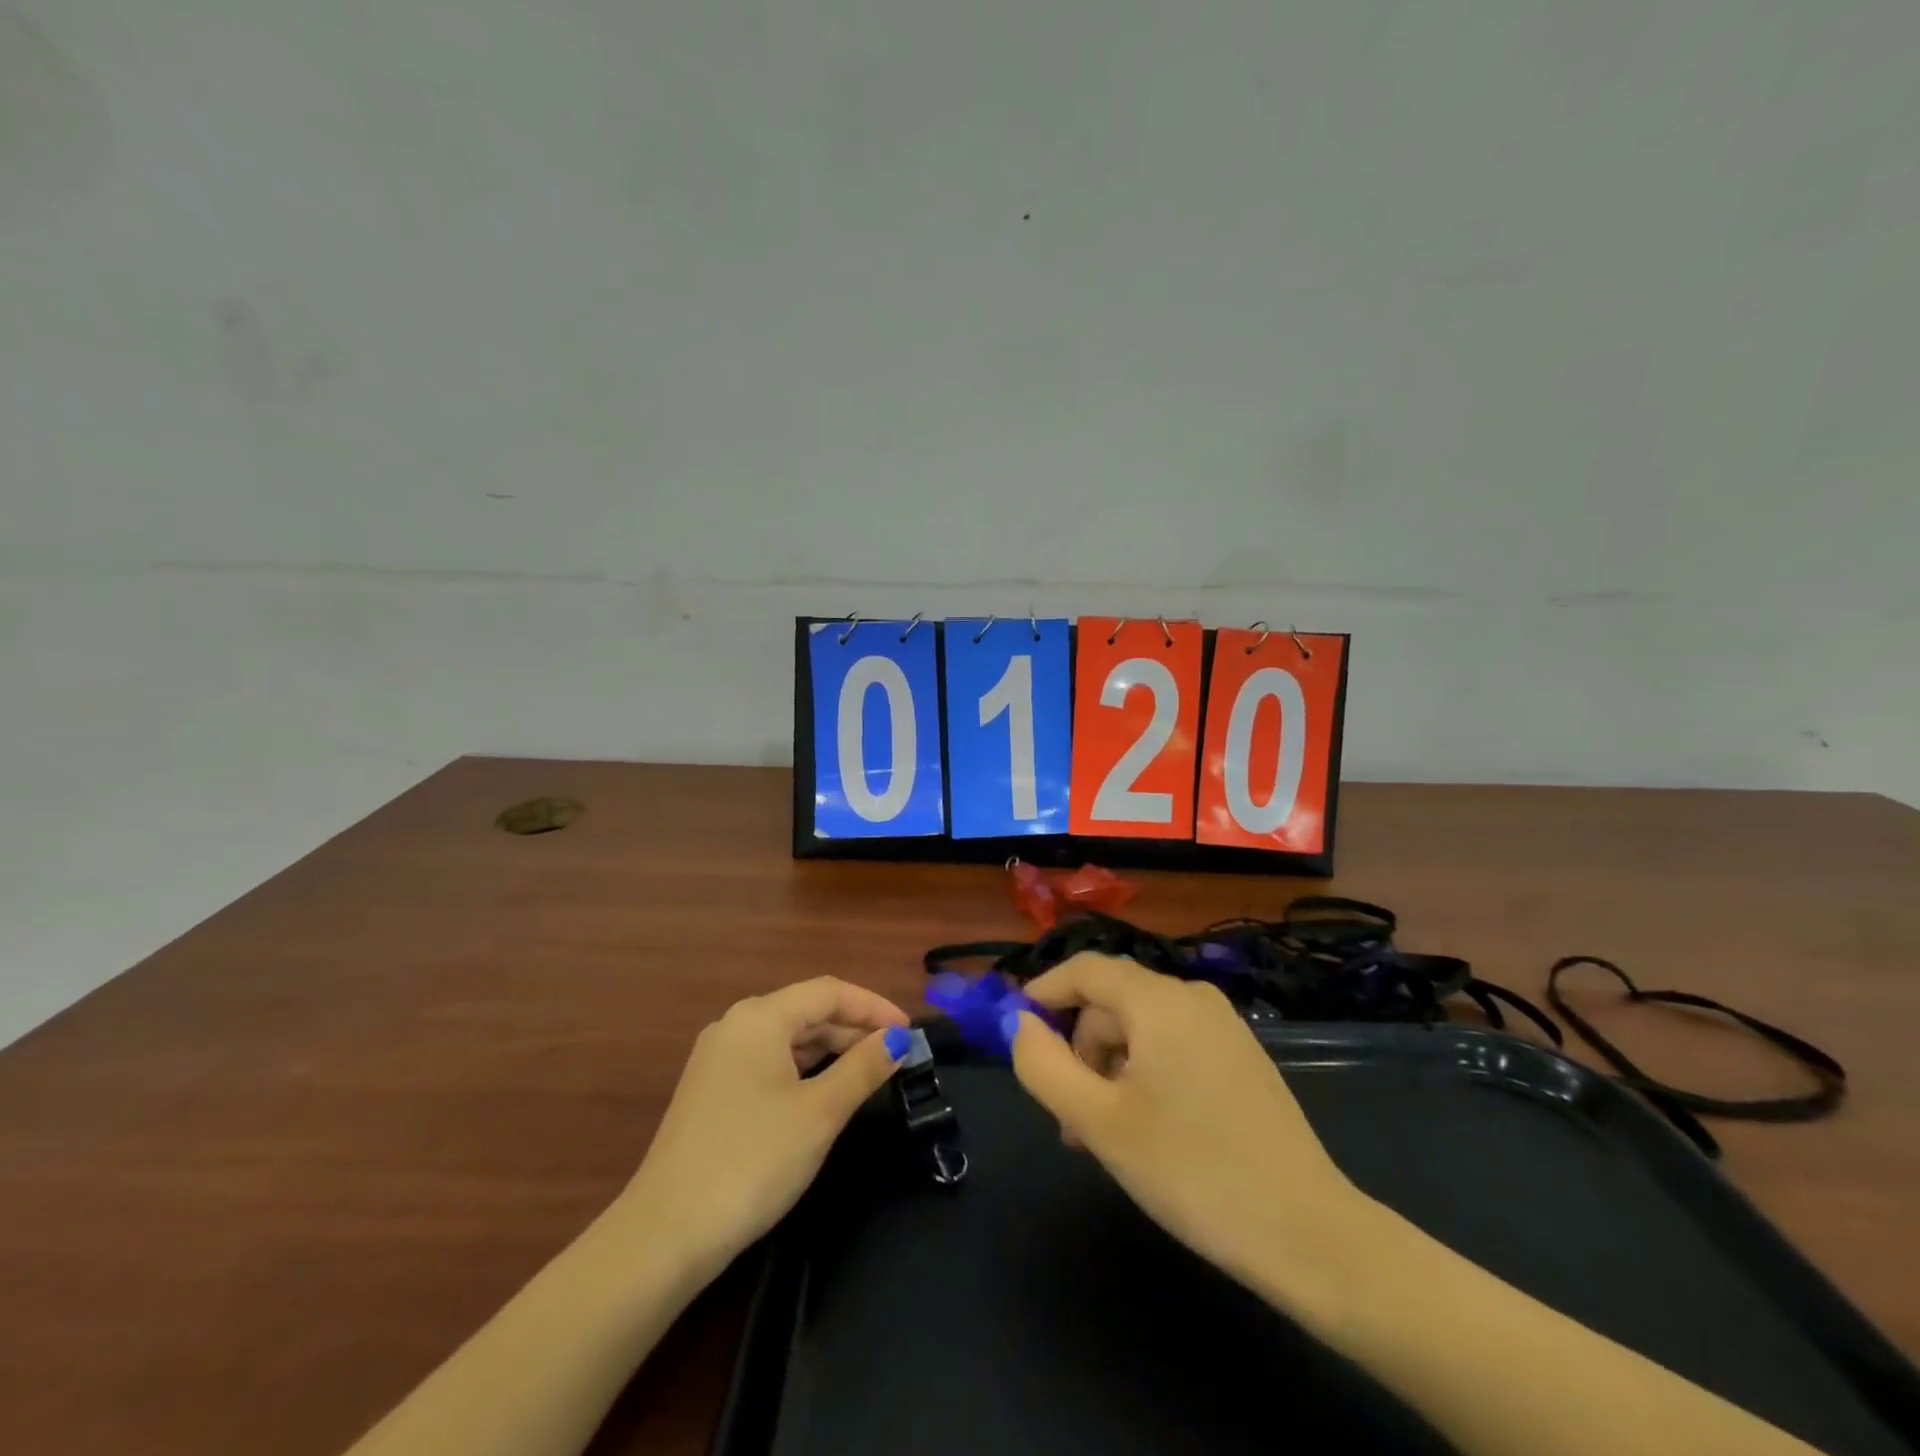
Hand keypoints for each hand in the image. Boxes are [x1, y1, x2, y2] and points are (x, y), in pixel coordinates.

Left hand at [619, 978, 910, 1280]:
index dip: (874, 1006)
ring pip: (788, 1037)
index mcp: (760, 1017)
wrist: (664, 1236)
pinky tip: (825, 1091)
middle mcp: (736, 1025)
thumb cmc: (752, 1162)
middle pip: (807, 1010)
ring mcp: (719, 1058)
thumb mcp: (819, 1113)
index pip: (829, 992)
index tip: (910, 1031)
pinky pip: (769, 1061)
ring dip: (831, 1048)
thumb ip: (863, 1068)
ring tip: (870, 1071)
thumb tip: (899, 1038)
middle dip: (855, 1027)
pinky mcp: (712, 1090)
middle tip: (897, 1054)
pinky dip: (804, 1068)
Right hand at [1009, 953, 1364, 1293]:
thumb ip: (1044, 1065)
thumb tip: (1022, 1025)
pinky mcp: (1242, 1058)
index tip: (1015, 1031)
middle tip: (1068, 1120)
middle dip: (1079, 1051)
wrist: (1310, 1235)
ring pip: (1141, 1030)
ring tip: (1104, 1138)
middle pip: (1112, 1003)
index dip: (1043, 992)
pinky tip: (1146, 1131)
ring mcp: (1224, 1027)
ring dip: (1109, 1071)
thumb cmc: (1192, 1171)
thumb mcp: (1098, 1122)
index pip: (1085, 969)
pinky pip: (1173, 1047)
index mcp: (1159, 1001)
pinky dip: (1144, 1076)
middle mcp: (1193, 998)